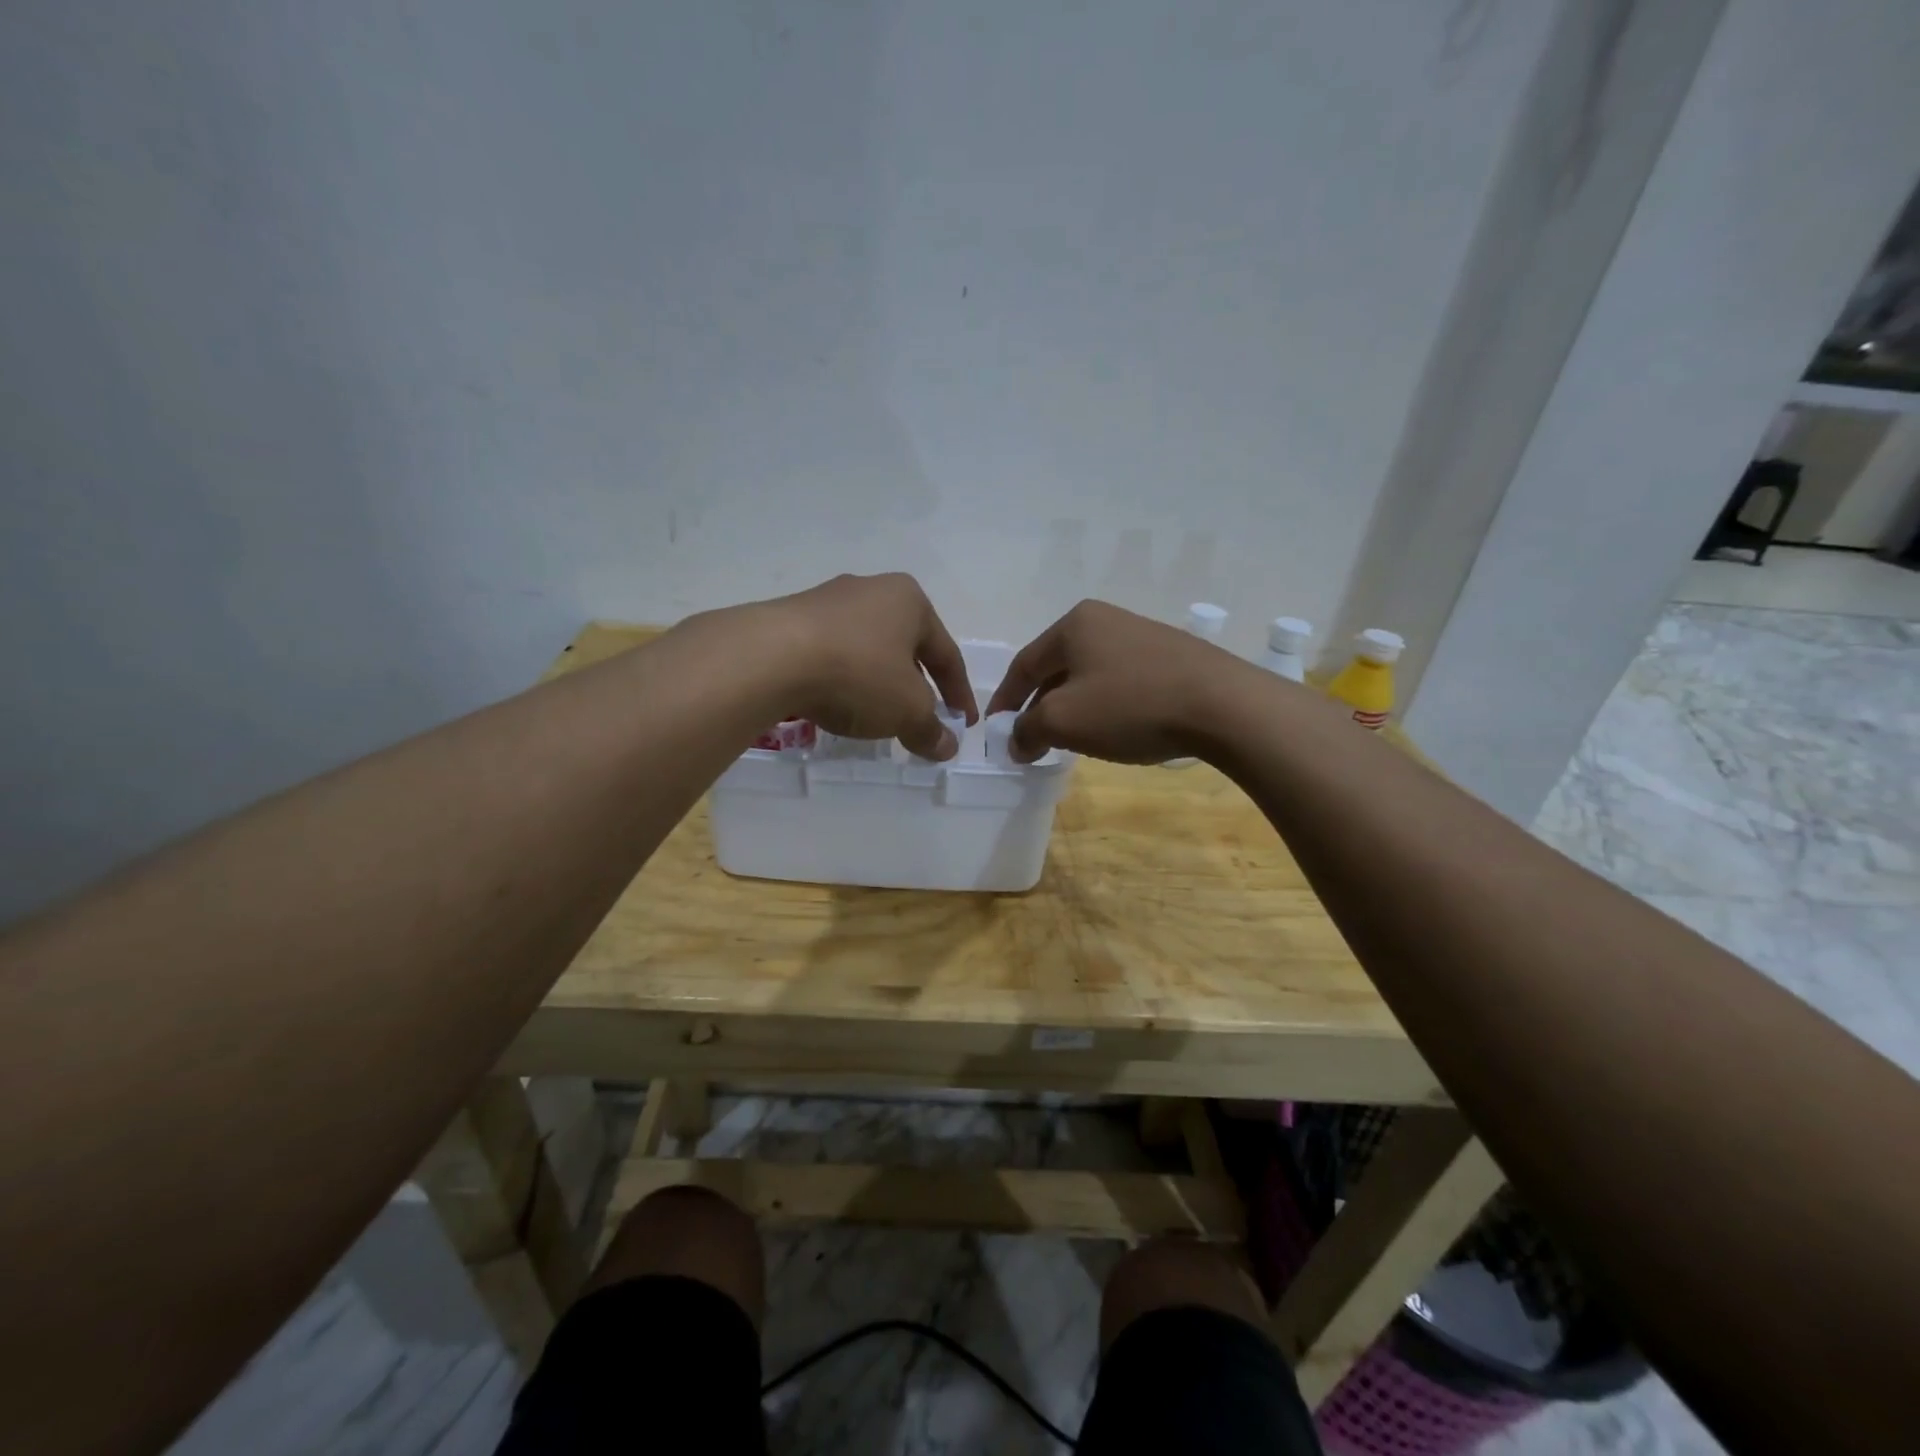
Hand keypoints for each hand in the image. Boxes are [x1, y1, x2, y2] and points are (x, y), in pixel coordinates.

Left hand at [768, 573, 977, 759]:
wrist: (770, 657)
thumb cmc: (859, 673)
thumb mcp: (907, 710)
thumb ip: (930, 729)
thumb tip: (947, 747)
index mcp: (909, 601)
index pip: (947, 654)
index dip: (959, 695)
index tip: (963, 725)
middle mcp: (871, 590)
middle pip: (906, 648)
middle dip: (916, 687)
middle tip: (920, 720)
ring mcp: (827, 601)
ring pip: (867, 650)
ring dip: (877, 684)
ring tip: (876, 716)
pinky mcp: (791, 620)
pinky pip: (831, 655)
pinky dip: (842, 681)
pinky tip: (836, 704)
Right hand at [984, 600, 1245, 763]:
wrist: (1223, 705)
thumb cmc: (1130, 706)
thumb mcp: (1064, 721)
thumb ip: (1028, 730)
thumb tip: (1015, 742)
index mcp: (1074, 625)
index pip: (1024, 665)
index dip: (1006, 702)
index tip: (996, 732)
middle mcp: (1105, 620)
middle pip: (1057, 668)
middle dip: (1040, 706)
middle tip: (1032, 740)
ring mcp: (1142, 635)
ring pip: (1091, 675)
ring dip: (1074, 707)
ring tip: (1071, 739)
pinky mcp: (1172, 656)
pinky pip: (1122, 681)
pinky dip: (1107, 706)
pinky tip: (1115, 729)